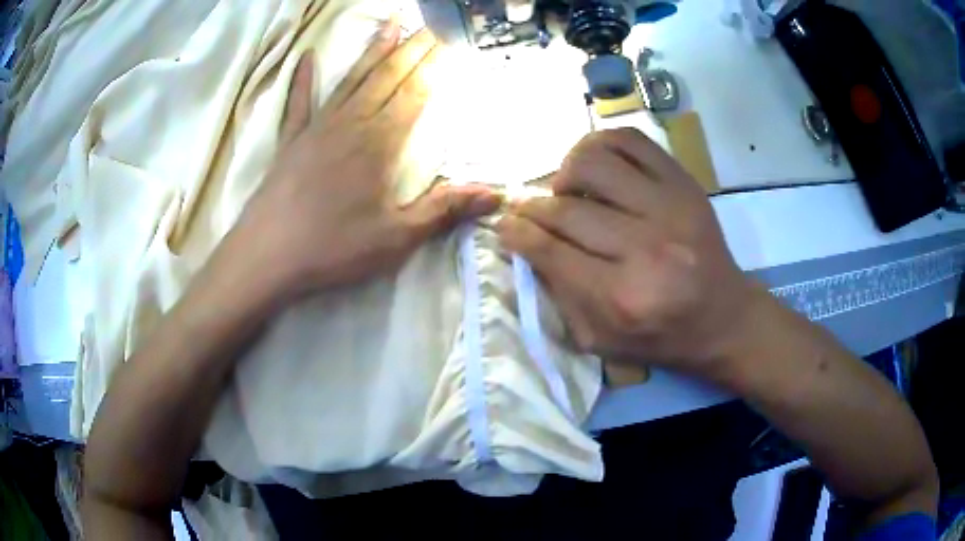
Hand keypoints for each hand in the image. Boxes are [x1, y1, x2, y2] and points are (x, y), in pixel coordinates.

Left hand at [232, 22, 500, 297]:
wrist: (266, 257)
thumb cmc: (333, 249)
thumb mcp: (396, 238)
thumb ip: (443, 210)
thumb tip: (496, 194)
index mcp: (379, 145)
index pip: (415, 94)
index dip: (434, 66)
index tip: (450, 40)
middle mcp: (351, 124)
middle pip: (387, 77)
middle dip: (412, 48)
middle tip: (431, 23)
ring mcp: (317, 128)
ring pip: (352, 80)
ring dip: (373, 50)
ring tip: (390, 23)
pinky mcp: (290, 141)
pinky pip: (298, 102)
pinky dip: (302, 79)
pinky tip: (306, 58)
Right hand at [498, 128, 767, 379]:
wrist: (723, 318)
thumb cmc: (661, 337)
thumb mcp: (600, 341)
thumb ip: (558, 296)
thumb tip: (524, 245)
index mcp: (622, 297)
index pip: (550, 249)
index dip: (516, 232)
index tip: (505, 225)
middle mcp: (647, 248)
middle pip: (566, 208)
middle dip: (533, 208)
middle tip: (528, 212)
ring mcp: (670, 208)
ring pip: (593, 162)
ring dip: (564, 172)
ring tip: (567, 190)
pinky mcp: (685, 184)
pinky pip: (630, 140)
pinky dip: (600, 143)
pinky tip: (596, 165)